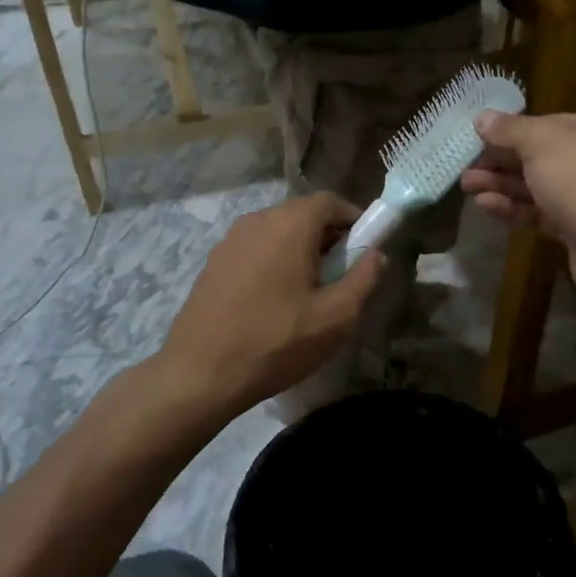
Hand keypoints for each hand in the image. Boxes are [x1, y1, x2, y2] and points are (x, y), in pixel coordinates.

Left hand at [157, 193, 383, 420]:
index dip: (354, 219)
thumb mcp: (335, 317)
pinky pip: (255, 249)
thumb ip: (364, 278)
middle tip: (341, 274)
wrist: (198, 374)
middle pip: (303, 214)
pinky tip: (276, 300)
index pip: (330, 201)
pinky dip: (274, 261)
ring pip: (277, 232)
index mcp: (289, 224)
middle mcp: (257, 220)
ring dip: (300, 250)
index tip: (366, 249)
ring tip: (310, 291)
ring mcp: (230, 241)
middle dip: (329, 237)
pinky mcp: (214, 263)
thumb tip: (377, 254)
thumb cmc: (276, 342)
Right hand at [460, 111, 575, 300]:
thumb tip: (481, 117)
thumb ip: (509, 130)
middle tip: (466, 168)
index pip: (548, 123)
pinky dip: (515, 208)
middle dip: (501, 162)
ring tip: (468, 187)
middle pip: (540, 156)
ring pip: (538, 186)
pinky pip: (542, 213)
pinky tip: (486, 206)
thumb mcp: (542, 143)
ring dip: (502, 185)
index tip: (479, 139)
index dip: (511, 131)